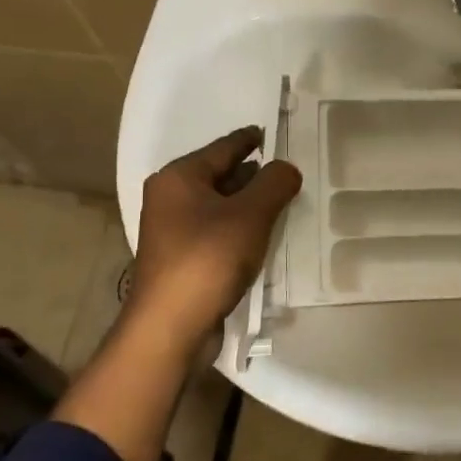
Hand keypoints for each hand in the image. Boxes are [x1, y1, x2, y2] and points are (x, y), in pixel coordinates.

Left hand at [126, 127, 302, 344]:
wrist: (171, 327)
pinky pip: (217, 231)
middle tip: (290, 174)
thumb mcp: (250, 214)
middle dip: (255, 175)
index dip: (253, 139)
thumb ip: (274, 183)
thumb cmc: (208, 259)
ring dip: (249, 205)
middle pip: (221, 175)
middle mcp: (170, 198)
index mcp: (179, 177)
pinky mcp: (182, 258)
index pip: (225, 147)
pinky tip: (263, 236)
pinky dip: (240, 229)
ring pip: (221, 206)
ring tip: (284, 203)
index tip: (275, 133)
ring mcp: (174, 230)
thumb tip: (287, 168)